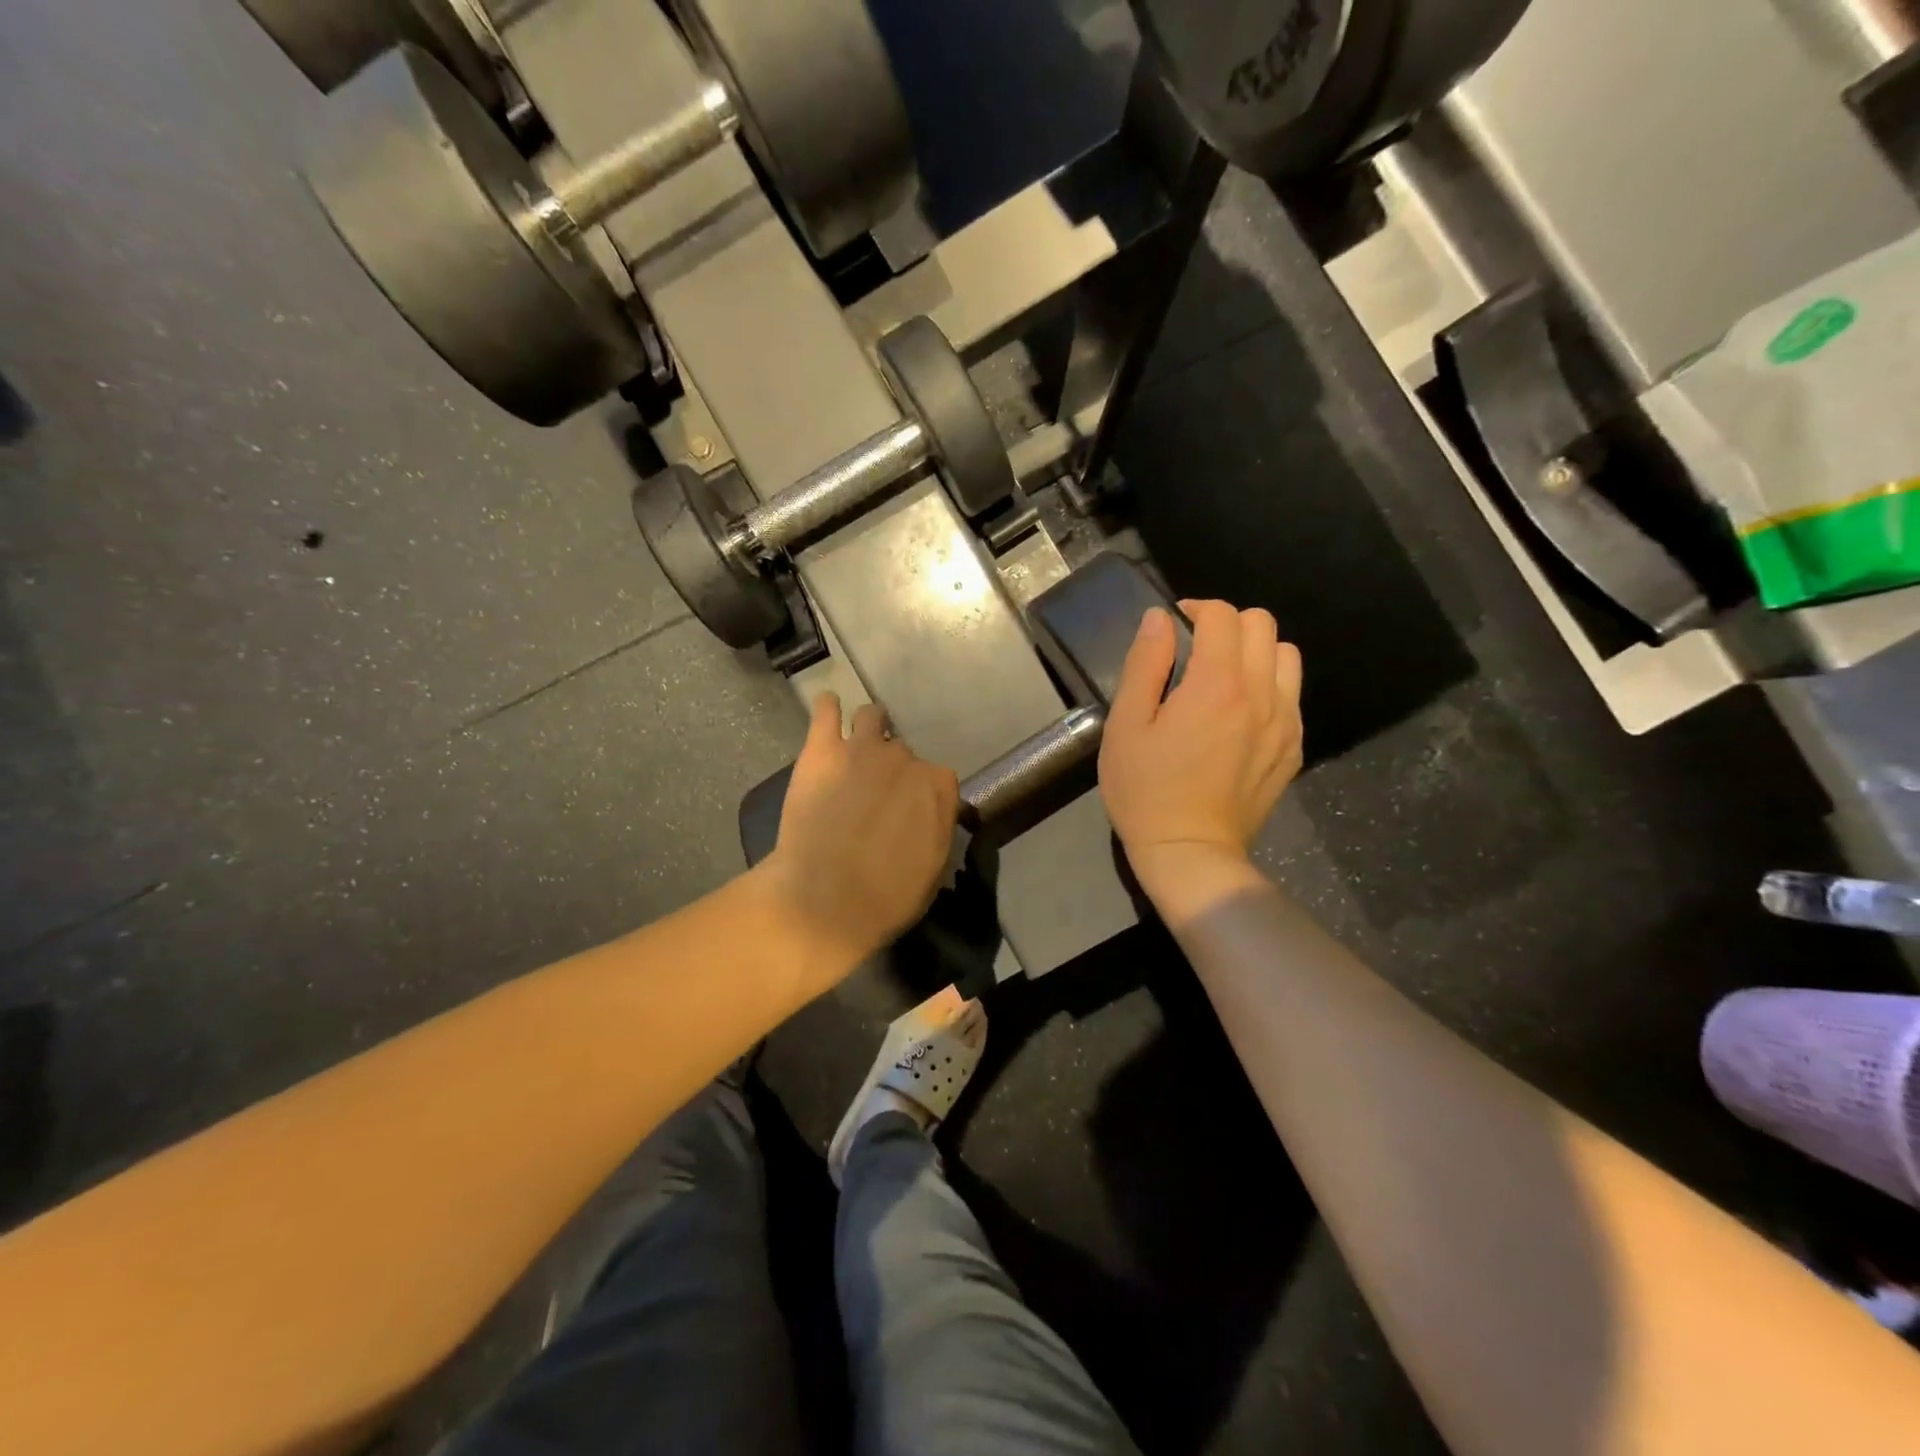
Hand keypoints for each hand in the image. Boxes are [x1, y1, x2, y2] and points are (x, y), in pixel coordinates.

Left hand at [764, 693, 960, 970]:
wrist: (825, 899)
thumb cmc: (886, 898)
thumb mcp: (932, 872)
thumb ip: (935, 832)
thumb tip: (930, 821)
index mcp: (937, 788)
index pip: (938, 778)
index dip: (922, 793)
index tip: (910, 810)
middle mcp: (905, 759)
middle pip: (902, 752)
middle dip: (891, 768)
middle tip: (874, 793)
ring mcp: (862, 748)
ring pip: (872, 717)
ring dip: (869, 727)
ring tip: (856, 744)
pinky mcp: (821, 749)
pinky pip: (826, 710)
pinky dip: (828, 709)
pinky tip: (827, 711)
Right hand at [1098, 601, 1302, 912]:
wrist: (1190, 852)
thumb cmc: (1145, 790)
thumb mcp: (1126, 726)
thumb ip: (1143, 665)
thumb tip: (1159, 619)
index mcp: (1216, 684)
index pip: (1222, 615)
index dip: (1195, 608)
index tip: (1173, 627)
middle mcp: (1261, 693)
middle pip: (1262, 624)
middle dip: (1227, 624)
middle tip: (1196, 649)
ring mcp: (1286, 721)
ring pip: (1286, 654)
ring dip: (1255, 651)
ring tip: (1224, 676)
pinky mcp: (1294, 747)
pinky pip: (1292, 693)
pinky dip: (1269, 685)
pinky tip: (1240, 713)